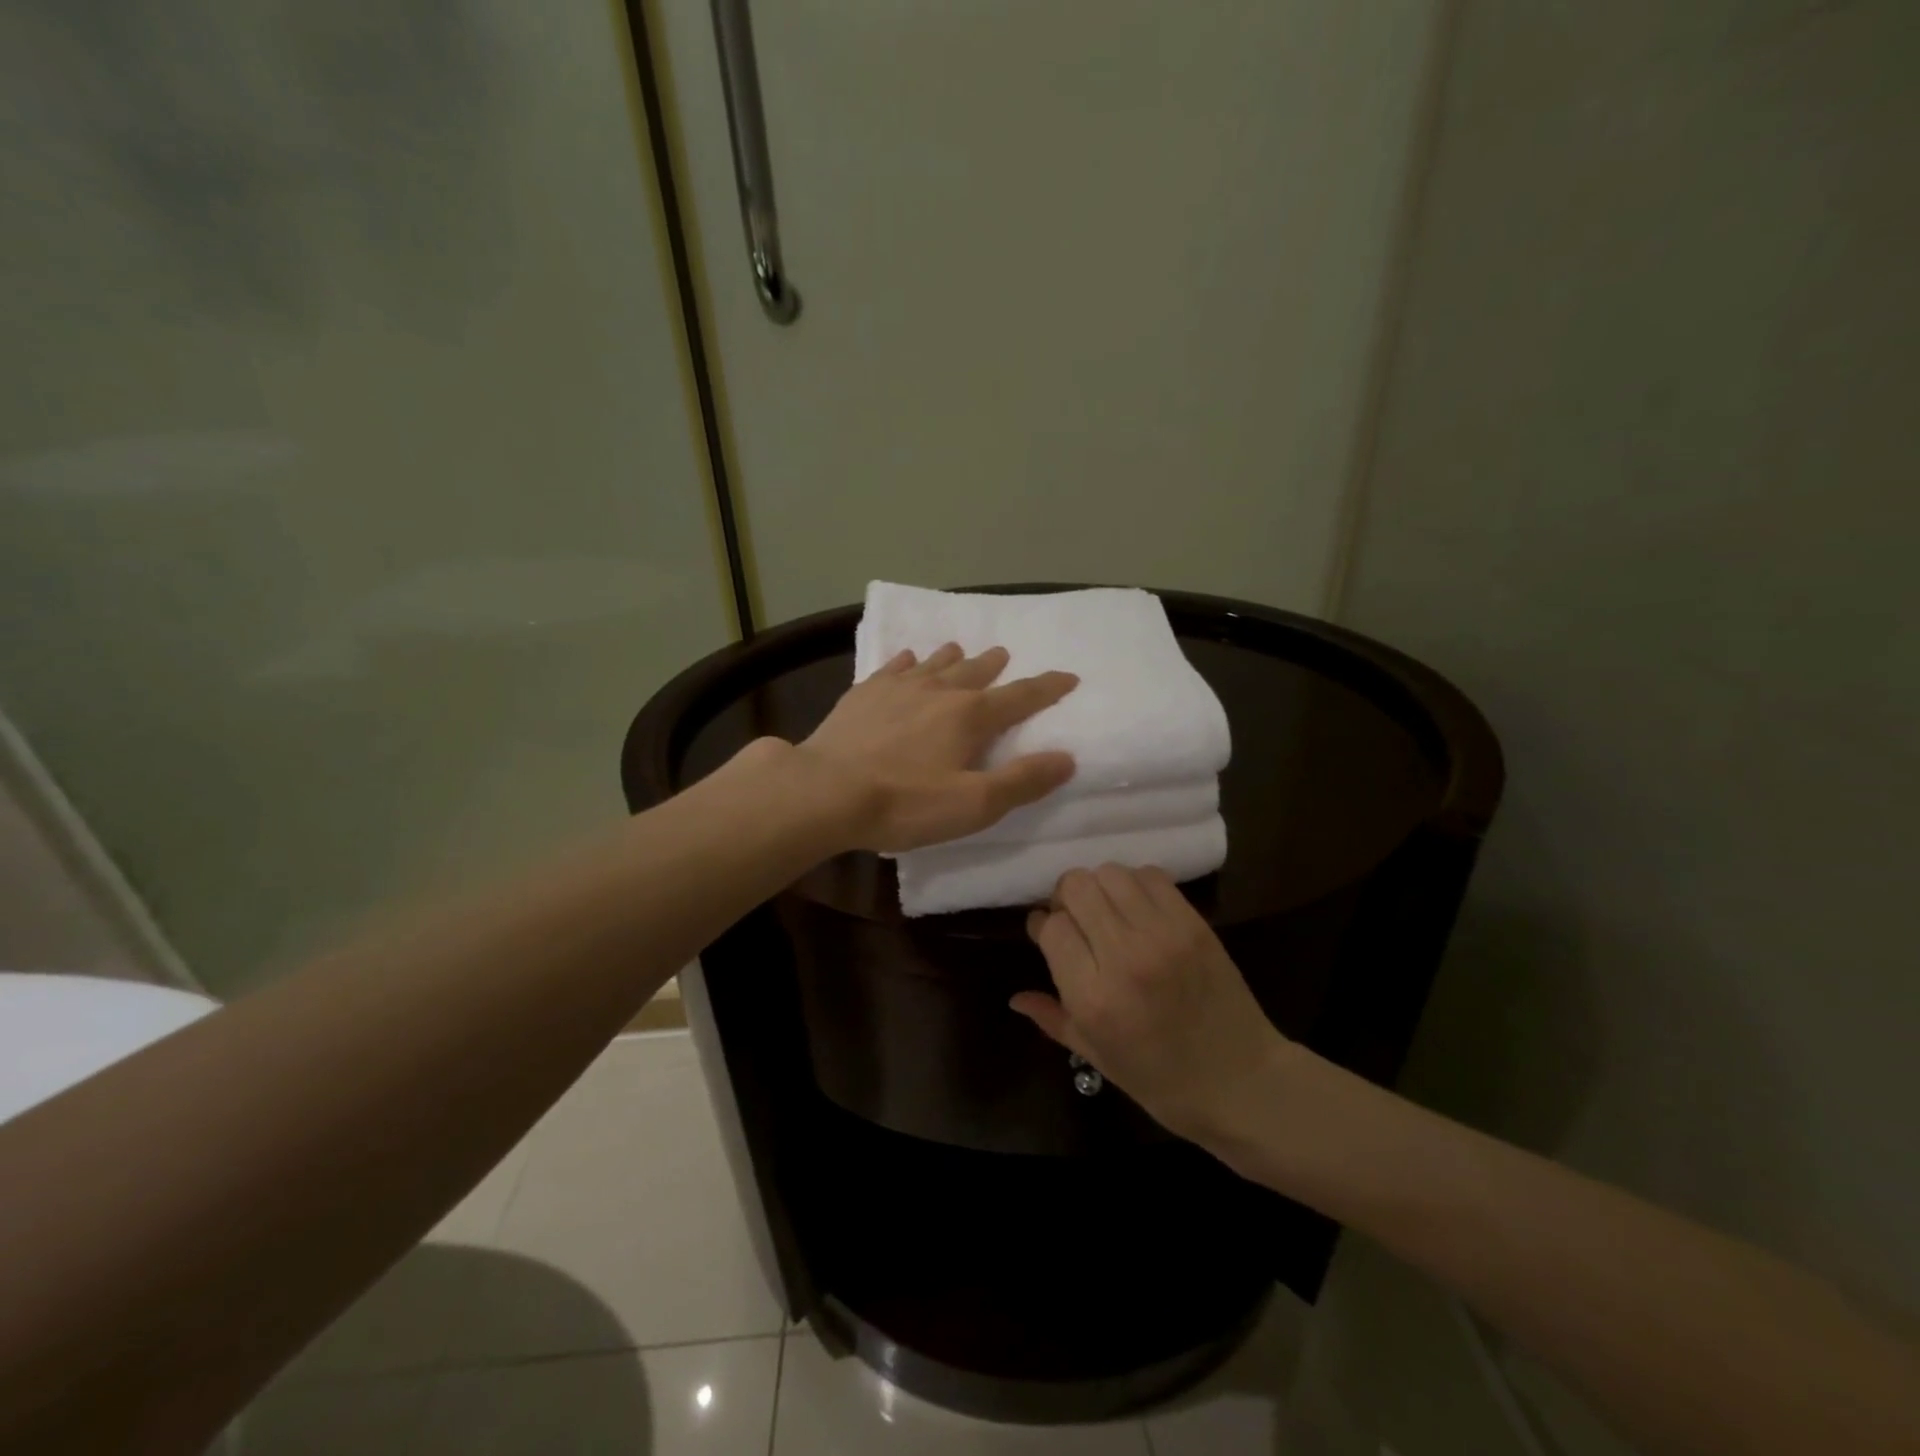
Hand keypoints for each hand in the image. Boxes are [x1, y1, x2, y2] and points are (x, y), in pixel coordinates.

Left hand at [794, 643, 1078, 853]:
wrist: (825, 790)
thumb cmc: (905, 802)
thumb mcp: (974, 804)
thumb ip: (1022, 781)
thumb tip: (1066, 757)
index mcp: (970, 716)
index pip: (1021, 697)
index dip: (1048, 687)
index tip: (1068, 676)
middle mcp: (939, 691)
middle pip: (975, 671)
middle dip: (995, 665)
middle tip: (1004, 655)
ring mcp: (898, 688)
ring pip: (934, 664)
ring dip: (953, 657)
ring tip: (960, 650)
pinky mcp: (864, 694)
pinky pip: (894, 668)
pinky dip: (908, 662)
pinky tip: (907, 660)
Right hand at [1012, 865, 1288, 1142]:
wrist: (1242, 1082)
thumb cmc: (1161, 1081)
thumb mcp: (1097, 1058)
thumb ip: (1052, 1019)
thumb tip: (1014, 997)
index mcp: (1093, 996)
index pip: (1051, 926)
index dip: (1043, 925)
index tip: (1046, 934)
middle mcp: (1124, 956)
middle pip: (1076, 887)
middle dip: (1066, 898)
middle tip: (1076, 920)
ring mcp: (1163, 934)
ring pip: (1110, 873)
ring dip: (1100, 887)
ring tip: (1107, 912)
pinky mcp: (1193, 923)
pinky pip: (1151, 876)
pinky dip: (1135, 884)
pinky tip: (1137, 910)